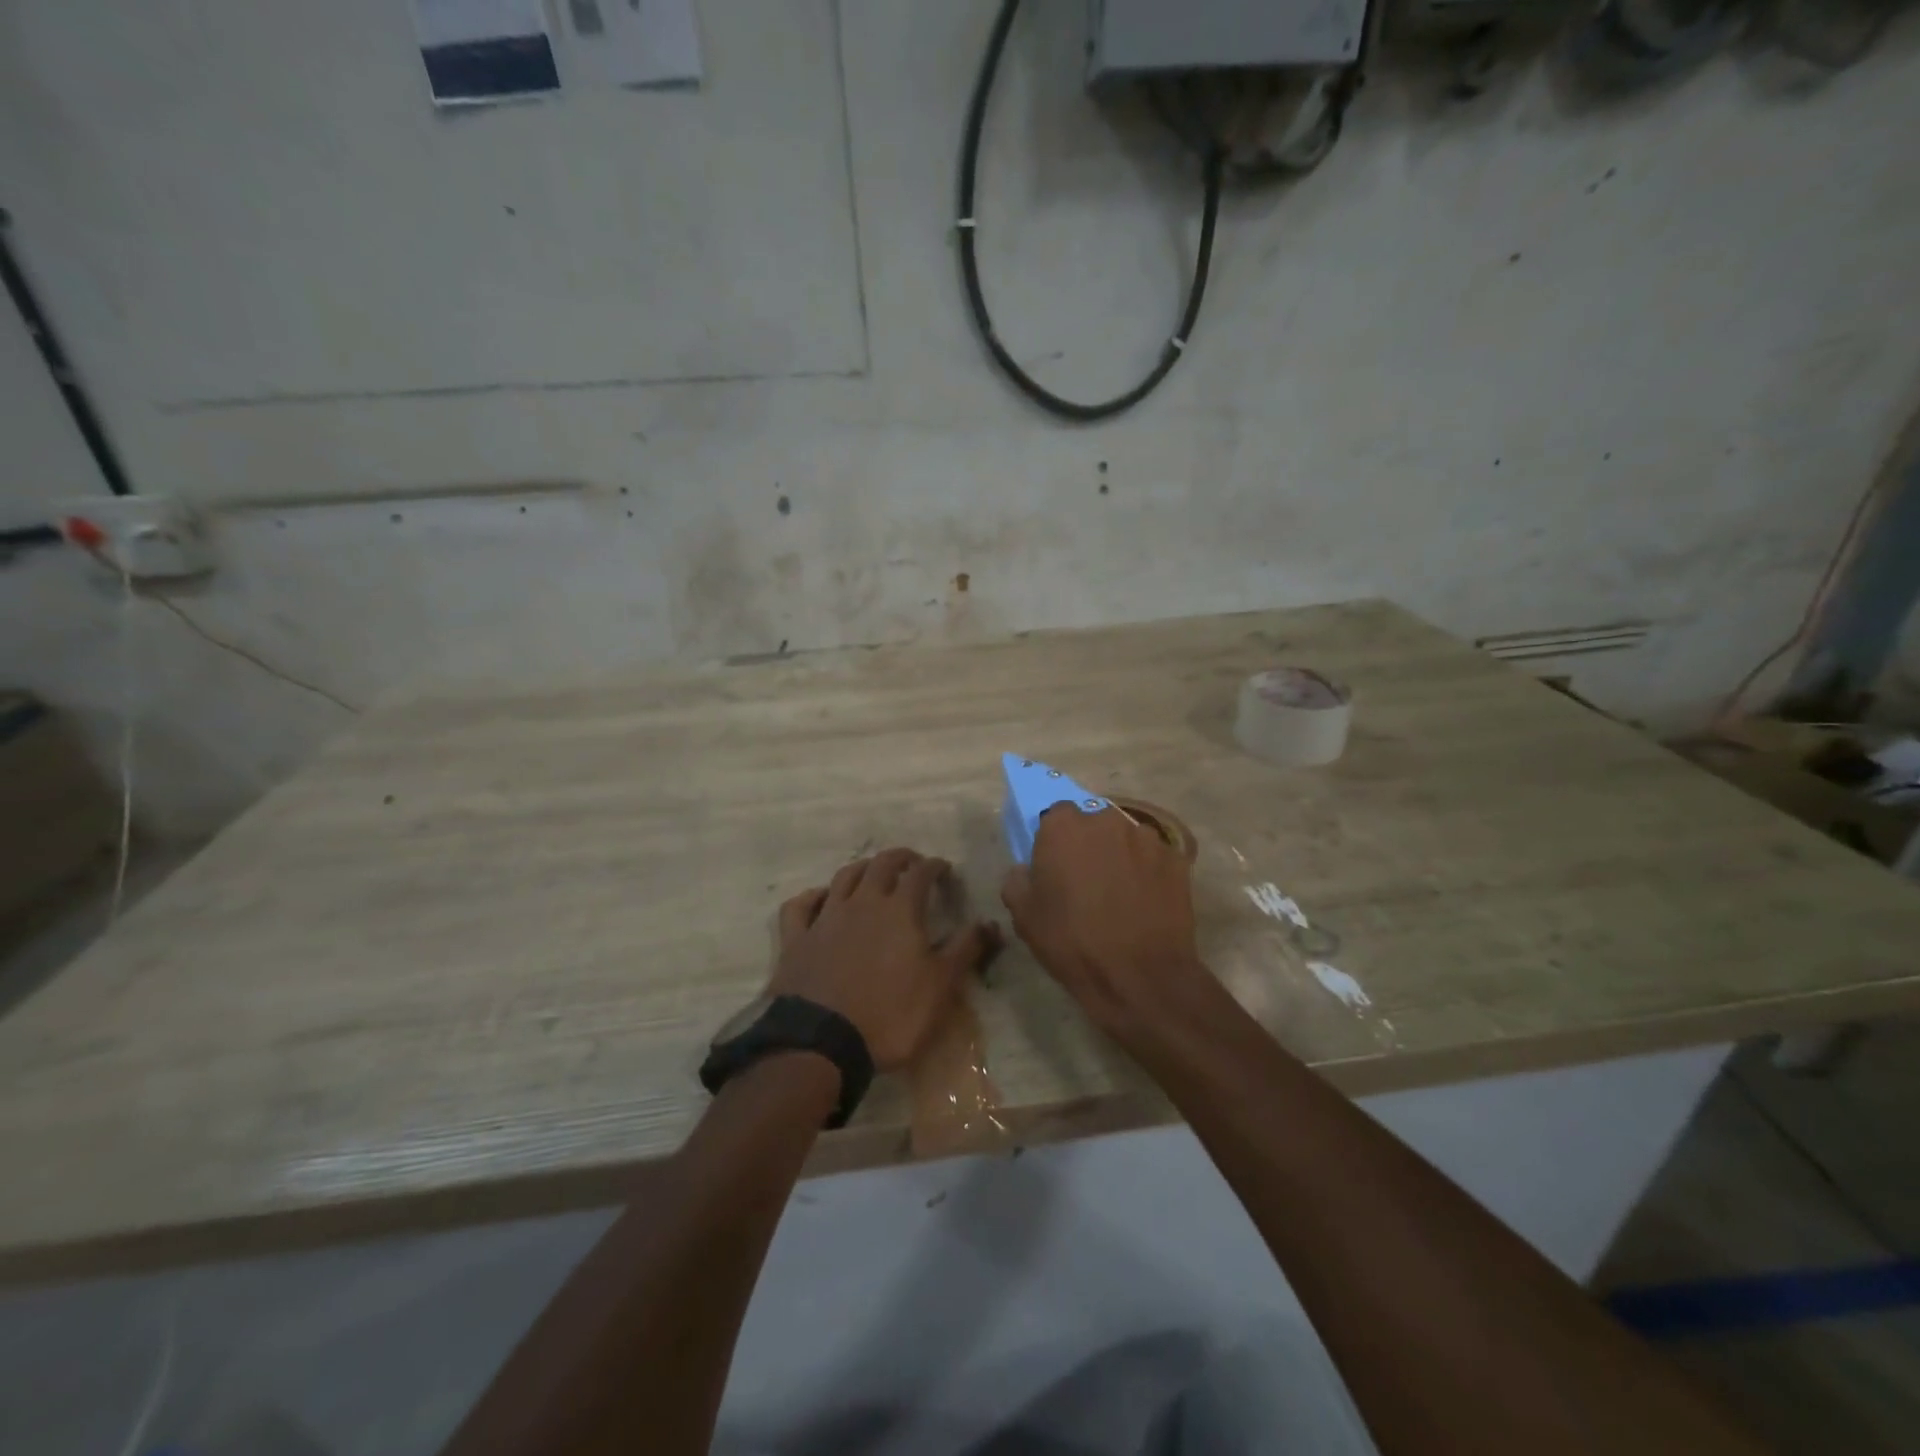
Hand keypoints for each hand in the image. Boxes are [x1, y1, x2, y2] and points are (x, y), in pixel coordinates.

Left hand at [771, 848, 999, 1071]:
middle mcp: (862, 903)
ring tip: (872, 872)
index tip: (944, 869)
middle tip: (912, 862)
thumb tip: (990, 922)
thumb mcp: (940, 987)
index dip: (934, 867)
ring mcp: (825, 917)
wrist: (821, 1041)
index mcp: (899, 910)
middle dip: (900, 858)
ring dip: (862, 869)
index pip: (920, 874)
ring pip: (843, 877)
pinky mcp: (796, 939)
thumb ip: (966, 950)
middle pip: (881, 865)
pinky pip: (801, 905)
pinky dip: (813, 896)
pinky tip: (820, 898)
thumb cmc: (890, 1014)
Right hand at [1001, 804, 1215, 1044]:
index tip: (1055, 865)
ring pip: (1126, 838)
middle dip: (1088, 844)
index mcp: (1064, 826)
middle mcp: (1106, 820)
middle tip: (1085, 879)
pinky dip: (1148, 872)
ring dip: (1119, 855)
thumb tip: (1026, 870)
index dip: (1054, 840)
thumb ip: (1017, 880)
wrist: (1139, 976)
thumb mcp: (1023, 916)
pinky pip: (1154, 858)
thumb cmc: (1072, 942)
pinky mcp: (1176, 859)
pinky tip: (1144, 902)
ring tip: (1119, 892)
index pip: (1055, 815)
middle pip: (1093, 823)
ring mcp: (1146, 838)